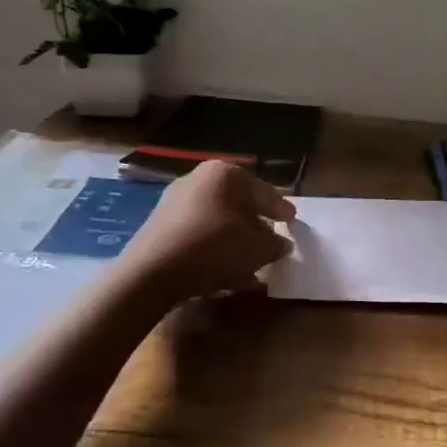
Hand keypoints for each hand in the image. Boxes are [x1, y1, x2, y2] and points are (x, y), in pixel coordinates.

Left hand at [116, 160, 296, 304]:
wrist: (153, 272)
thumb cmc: (216, 247)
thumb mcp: (259, 249)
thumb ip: (276, 244)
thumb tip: (281, 243)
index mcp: (225, 173)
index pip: (264, 191)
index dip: (281, 209)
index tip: (293, 221)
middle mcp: (198, 179)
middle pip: (239, 204)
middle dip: (256, 224)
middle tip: (272, 240)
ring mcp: (175, 202)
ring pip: (218, 222)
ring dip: (236, 241)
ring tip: (252, 264)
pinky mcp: (161, 227)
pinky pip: (199, 236)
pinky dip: (215, 250)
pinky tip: (227, 273)